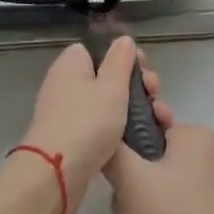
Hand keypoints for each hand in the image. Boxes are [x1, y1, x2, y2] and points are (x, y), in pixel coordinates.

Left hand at [20, 37, 143, 206]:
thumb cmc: (87, 122)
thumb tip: (123, 39)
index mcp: (71, 64)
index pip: (98, 49)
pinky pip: (100, 124)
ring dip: (133, 108)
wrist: (55, 174)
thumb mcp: (111, 86)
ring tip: (158, 118)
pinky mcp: (71, 138)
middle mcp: (65, 84)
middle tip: (155, 95)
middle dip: (135, 84)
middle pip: (106, 76)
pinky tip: (139, 137)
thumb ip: (120, 60)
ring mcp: (66, 112)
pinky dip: (119, 128)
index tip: (145, 68)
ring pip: (106, 103)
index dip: (124, 57)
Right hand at [105, 93, 213, 213]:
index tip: (112, 169)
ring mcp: (209, 182)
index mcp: (194, 134)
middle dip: (128, 193)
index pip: (148, 123)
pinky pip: (171, 205)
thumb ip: (112, 151)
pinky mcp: (208, 209)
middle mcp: (206, 152)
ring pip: (157, 187)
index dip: (125, 145)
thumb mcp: (131, 178)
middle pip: (149, 162)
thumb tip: (104, 135)